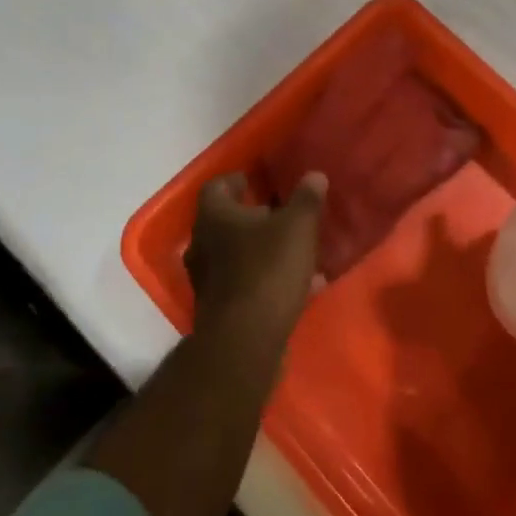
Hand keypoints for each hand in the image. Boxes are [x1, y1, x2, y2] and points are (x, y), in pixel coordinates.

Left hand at [185, 172, 327, 343]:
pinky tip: (297, 285)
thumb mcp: (297, 227)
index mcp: (214, 216)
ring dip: (259, 249)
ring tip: (293, 249)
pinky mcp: (218, 308)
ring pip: (234, 253)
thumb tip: (314, 176)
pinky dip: (264, 277)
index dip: (236, 181)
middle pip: (224, 221)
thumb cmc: (267, 269)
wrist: (244, 340)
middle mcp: (201, 243)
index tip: (256, 181)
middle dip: (251, 216)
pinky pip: (243, 282)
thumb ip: (306, 199)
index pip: (217, 186)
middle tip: (279, 213)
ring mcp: (206, 279)